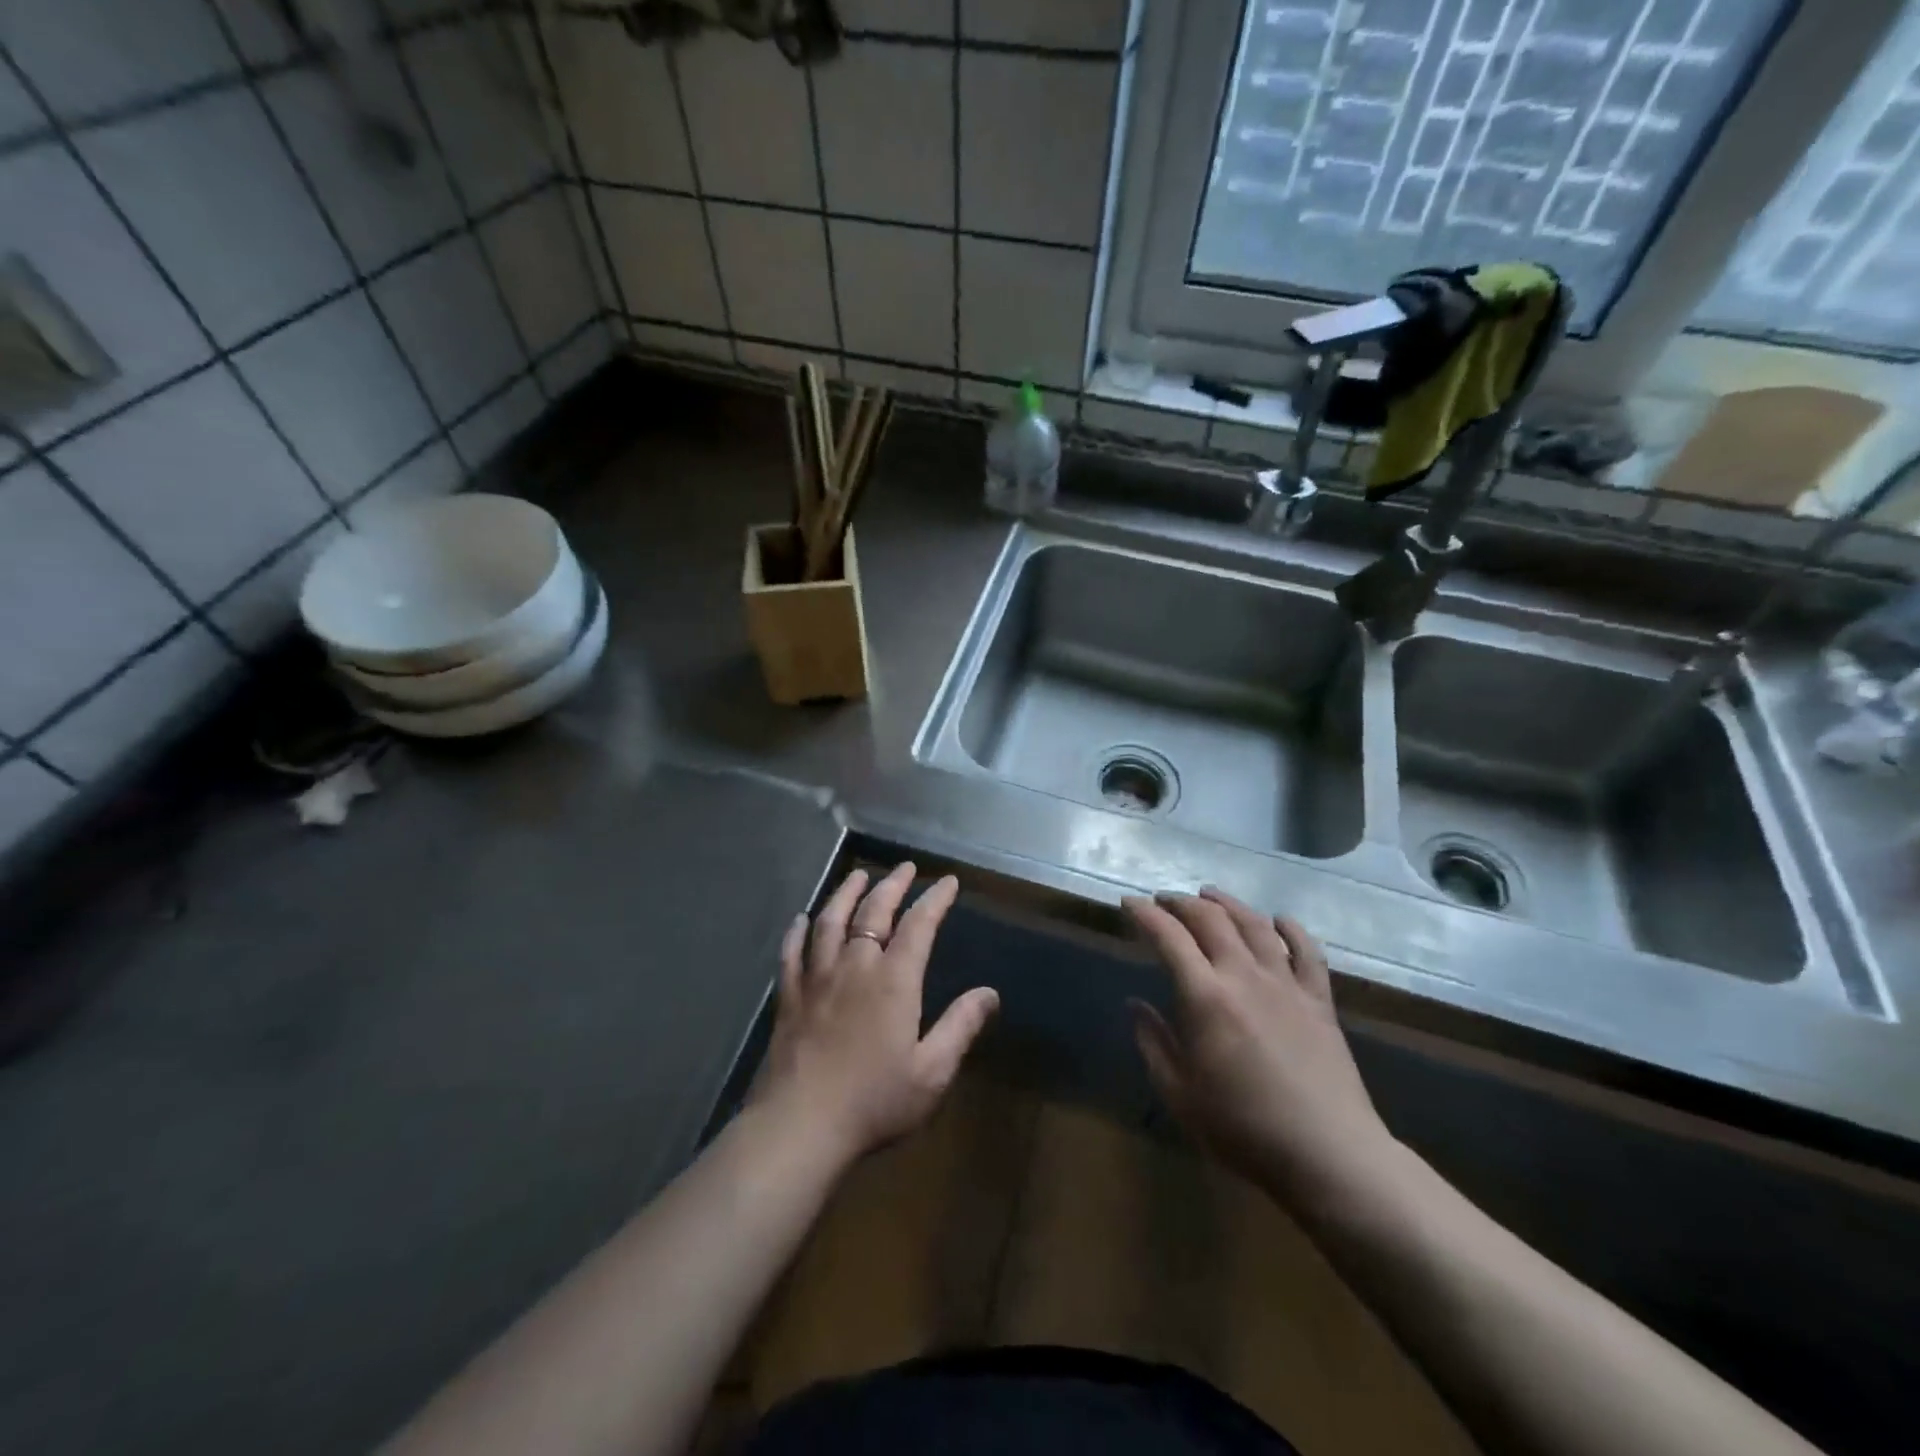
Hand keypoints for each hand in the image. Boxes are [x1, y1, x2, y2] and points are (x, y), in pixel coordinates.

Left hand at [751, 863, 998, 1165]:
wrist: (801, 1126)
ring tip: (859, 876)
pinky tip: (802, 919)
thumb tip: (990, 992)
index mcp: (893, 981)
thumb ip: (960, 1026)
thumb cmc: (874, 1101)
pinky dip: (798, 931)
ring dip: (846, 894)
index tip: (947, 882)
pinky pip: (792, 952)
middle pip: (873, 912)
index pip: (918, 925)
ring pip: (831, 921)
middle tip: (905, 868)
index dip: (934, 900)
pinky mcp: (788, 997)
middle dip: (892, 885)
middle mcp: (854, 966)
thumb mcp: (932, 1072)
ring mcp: (817, 979)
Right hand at [1124, 888, 1396, 1203]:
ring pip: (1255, 925)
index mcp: (1205, 997)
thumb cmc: (1242, 1128)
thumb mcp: (1179, 1094)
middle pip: (1211, 920)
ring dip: (1228, 903)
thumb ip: (1153, 1043)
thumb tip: (1135, 1006)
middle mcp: (1245, 976)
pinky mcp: (1320, 1001)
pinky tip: (1279, 920)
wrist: (1328, 1154)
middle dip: (1181, 903)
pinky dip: (1291, 929)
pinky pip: (1307, 952)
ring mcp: (1286, 985)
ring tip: (1210, 895)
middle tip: (1163, 900)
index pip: (1168, 938)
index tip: (1129, 902)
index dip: (1145, 914)